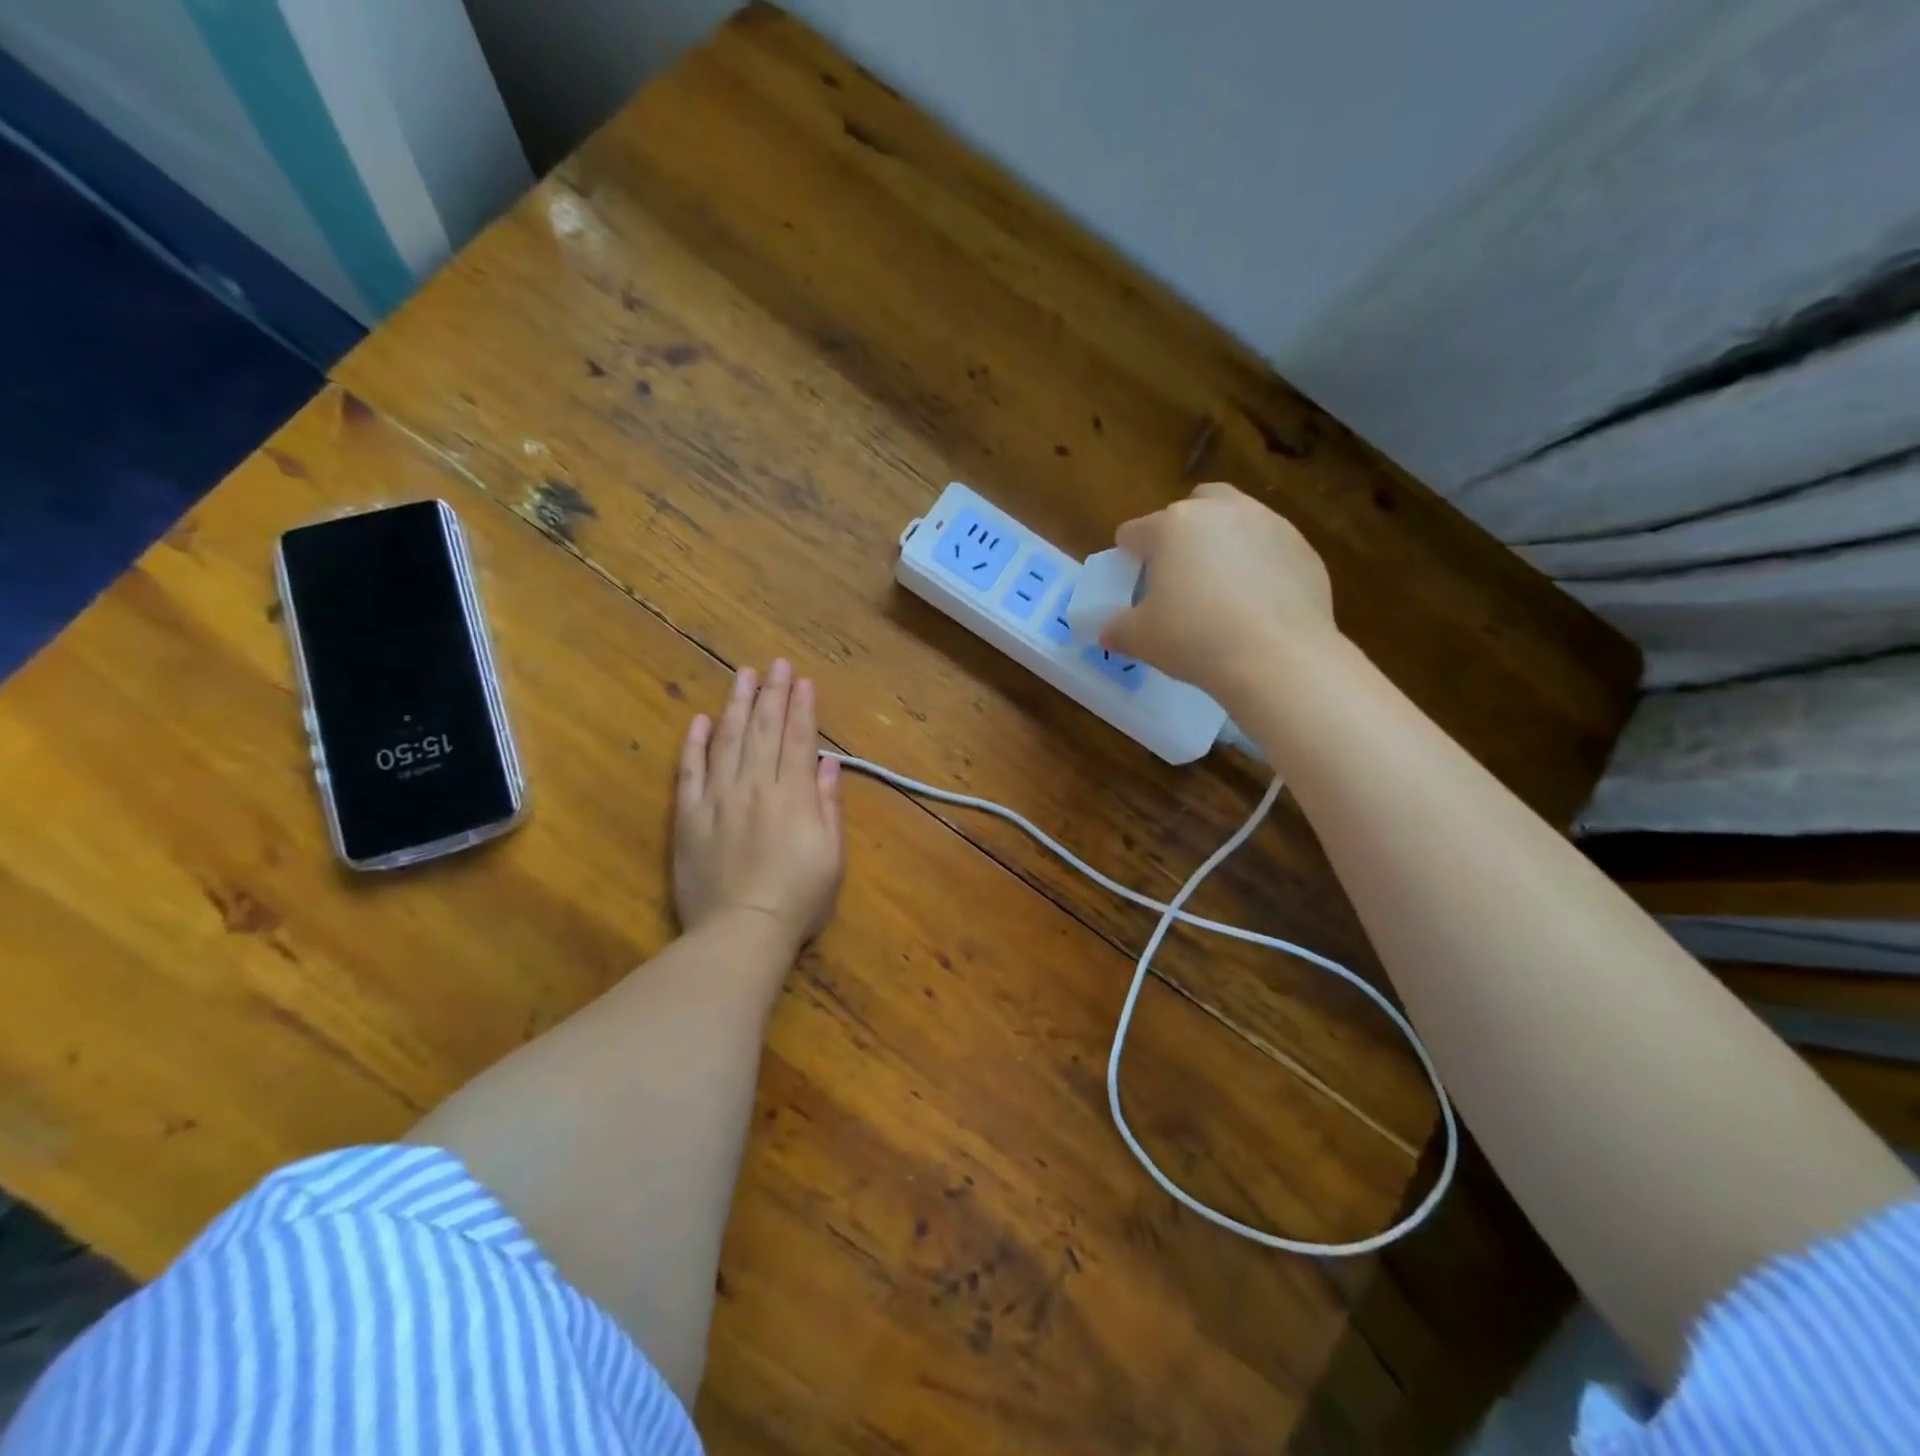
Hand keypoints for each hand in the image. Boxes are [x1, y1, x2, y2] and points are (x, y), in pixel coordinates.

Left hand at [674, 660, 844, 951]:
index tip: (803, 680)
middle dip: (773, 694)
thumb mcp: (832, 856)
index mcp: (793, 796)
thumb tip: (829, 764)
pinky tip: (699, 720)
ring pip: (727, 741)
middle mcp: (755, 786)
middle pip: (764, 731)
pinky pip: (689, 772)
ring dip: (737, 705)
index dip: (802, 707)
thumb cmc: (798, 899)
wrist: (740, 932)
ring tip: (743, 675)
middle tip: (776, 664)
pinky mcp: (689, 816)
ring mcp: (718, 799)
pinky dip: (694, 744)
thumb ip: (829, 805)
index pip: (799, 739)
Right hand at [1102, 482, 1337, 704]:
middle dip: (1182, 531)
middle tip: (1179, 571)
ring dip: (1224, 543)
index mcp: (1172, 526)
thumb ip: (1118, 629)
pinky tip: (1257, 603)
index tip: (1131, 580)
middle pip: (1193, 506)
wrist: (1277, 656)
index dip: (1127, 555)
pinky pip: (1270, 548)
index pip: (1135, 531)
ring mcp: (1268, 524)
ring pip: (1237, 520)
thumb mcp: (1141, 639)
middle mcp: (1221, 511)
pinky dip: (1260, 566)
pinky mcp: (1303, 548)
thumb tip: (1109, 631)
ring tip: (1222, 587)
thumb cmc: (1194, 639)